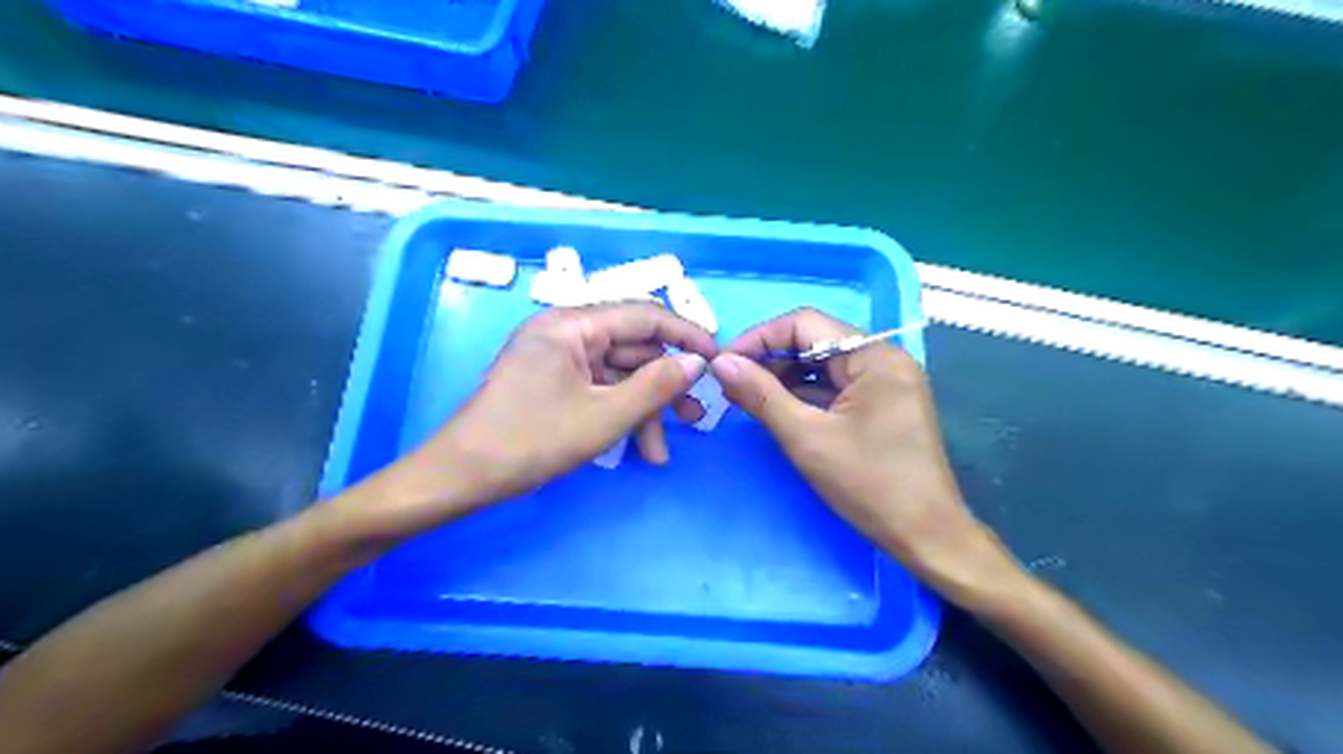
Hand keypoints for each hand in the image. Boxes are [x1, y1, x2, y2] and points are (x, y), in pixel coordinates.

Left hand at [356, 299, 712, 536]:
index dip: (686, 336)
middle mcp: (566, 331)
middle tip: (695, 419)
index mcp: (572, 324)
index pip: (644, 316)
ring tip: (661, 452)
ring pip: (619, 375)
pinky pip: (599, 390)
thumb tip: (697, 362)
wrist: (462, 477)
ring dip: (643, 410)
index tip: (718, 360)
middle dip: (664, 387)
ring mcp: (558, 358)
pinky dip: (619, 416)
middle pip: (633, 350)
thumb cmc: (531, 441)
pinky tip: (636, 449)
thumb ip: (657, 386)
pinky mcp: (553, 382)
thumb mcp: (604, 417)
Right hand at [713, 308, 1006, 590]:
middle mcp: (883, 359)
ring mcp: (885, 382)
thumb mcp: (807, 438)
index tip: (724, 363)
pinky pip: (835, 387)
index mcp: (874, 356)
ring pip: (823, 365)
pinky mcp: (882, 404)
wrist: (926, 536)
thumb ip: (761, 395)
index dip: (759, 339)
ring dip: (784, 378)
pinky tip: (777, 409)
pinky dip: (804, 395)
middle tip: (731, 385)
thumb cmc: (870, 485)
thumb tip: (721, 362)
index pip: (805, 324)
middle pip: (814, 341)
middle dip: (770, 360)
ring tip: (747, 398)